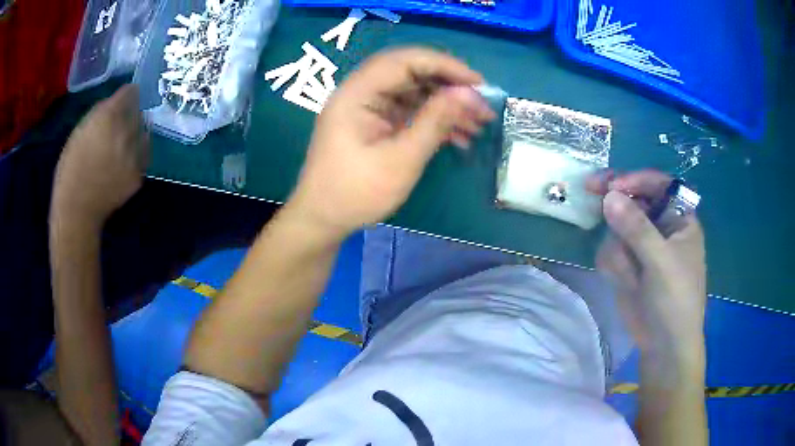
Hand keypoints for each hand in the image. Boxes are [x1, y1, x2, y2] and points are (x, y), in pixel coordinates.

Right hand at [51, 85, 149, 229]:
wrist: (77, 210)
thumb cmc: (70, 169)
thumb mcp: (79, 130)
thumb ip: (100, 112)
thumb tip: (115, 103)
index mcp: (109, 117)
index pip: (131, 92)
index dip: (126, 95)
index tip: (122, 100)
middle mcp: (126, 131)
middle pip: (139, 111)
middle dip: (130, 114)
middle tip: (119, 125)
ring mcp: (135, 154)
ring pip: (144, 131)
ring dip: (136, 133)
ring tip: (123, 143)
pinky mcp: (139, 174)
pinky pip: (144, 155)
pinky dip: (137, 154)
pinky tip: (125, 161)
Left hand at [288, 47, 495, 235]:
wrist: (323, 220)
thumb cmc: (356, 193)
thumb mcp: (401, 159)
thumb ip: (435, 121)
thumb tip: (469, 93)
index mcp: (357, 93)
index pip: (405, 61)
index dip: (445, 65)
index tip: (478, 83)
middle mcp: (361, 92)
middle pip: (411, 73)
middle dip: (450, 86)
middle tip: (482, 104)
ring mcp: (368, 107)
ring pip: (414, 92)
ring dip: (446, 105)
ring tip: (478, 124)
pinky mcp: (375, 123)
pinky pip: (409, 111)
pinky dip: (433, 120)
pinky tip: (459, 136)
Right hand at [588, 170, 706, 358]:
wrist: (663, 346)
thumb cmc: (675, 300)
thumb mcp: (661, 262)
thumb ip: (637, 228)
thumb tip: (609, 195)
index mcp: (679, 218)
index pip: (658, 184)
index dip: (636, 179)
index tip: (611, 184)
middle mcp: (661, 226)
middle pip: (633, 200)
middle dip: (616, 206)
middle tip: (590, 189)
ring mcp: (642, 246)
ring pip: (617, 228)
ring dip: (618, 250)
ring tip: (629, 277)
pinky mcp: (629, 264)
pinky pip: (610, 251)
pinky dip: (613, 266)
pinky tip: (624, 283)